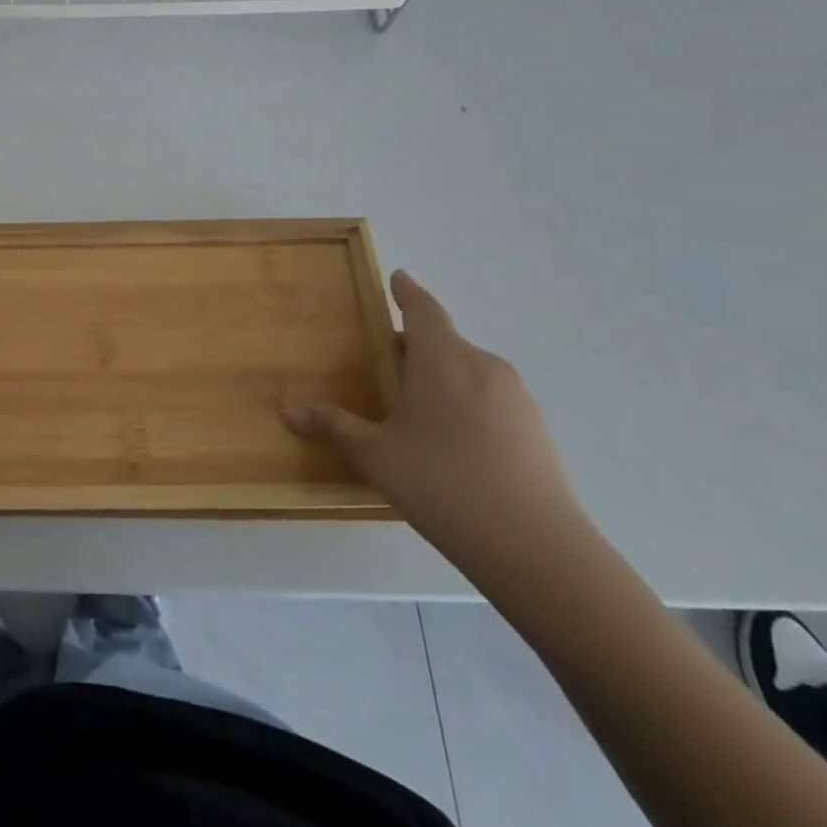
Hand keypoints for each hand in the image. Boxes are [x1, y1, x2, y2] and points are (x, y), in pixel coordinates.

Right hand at [284, 271, 591, 581]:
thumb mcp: (375, 456)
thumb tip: (288, 412)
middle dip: (415, 346)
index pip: (423, 310)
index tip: (398, 277)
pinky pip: (490, 399)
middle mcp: (482, 366)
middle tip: (386, 363)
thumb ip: (334, 427)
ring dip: (441, 377)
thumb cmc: (443, 484)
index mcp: (442, 359)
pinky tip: (451, 442)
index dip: (408, 292)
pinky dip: (466, 403)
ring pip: (469, 371)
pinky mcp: (536, 431)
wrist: (538, 550)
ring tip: (415, 408)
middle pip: (444, 341)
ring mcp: (516, 399)